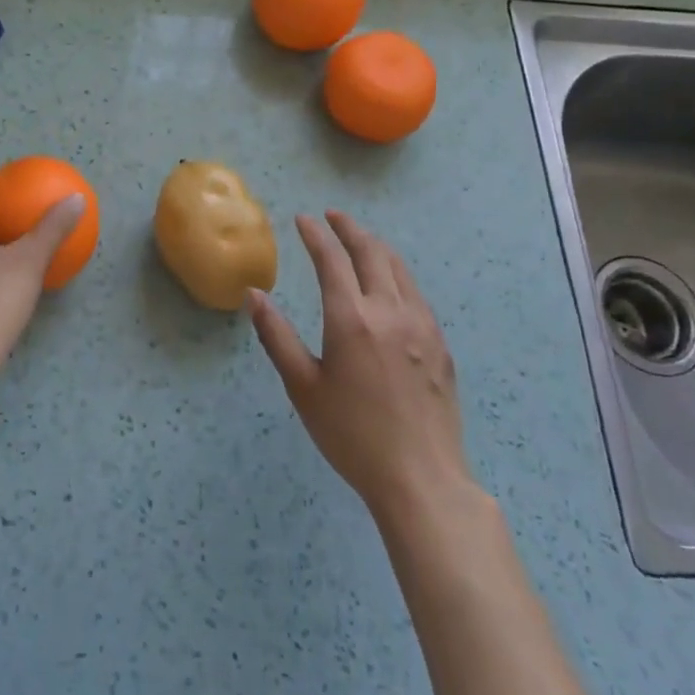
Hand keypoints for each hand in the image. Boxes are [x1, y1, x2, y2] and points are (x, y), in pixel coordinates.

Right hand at [248, 211, 476, 521]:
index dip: (315, 234)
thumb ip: (276, 336)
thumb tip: (253, 296)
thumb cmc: (352, 435)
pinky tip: (390, 284)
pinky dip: (397, 273)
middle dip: (349, 228)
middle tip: (332, 216)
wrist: (421, 478)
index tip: (303, 219)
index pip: (332, 260)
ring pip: (399, 268)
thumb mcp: (303, 387)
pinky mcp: (440, 344)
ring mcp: (422, 326)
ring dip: (376, 246)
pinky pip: (416, 293)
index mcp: (351, 319)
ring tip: (360, 240)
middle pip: (371, 252)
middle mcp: (390, 311)